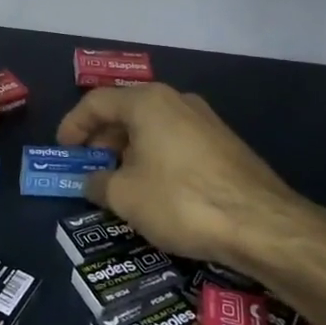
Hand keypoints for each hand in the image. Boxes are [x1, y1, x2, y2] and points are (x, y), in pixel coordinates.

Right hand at [58, 83, 325, 277]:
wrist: (262, 224)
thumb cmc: (181, 201)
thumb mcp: (124, 196)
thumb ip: (97, 184)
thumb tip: (91, 182)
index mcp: (147, 102)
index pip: (96, 102)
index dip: (73, 125)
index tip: (63, 150)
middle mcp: (177, 101)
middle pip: (126, 111)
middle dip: (102, 139)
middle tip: (89, 167)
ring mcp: (205, 120)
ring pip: (153, 127)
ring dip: (128, 150)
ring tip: (118, 181)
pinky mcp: (224, 144)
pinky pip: (176, 141)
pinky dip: (155, 157)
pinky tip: (154, 188)